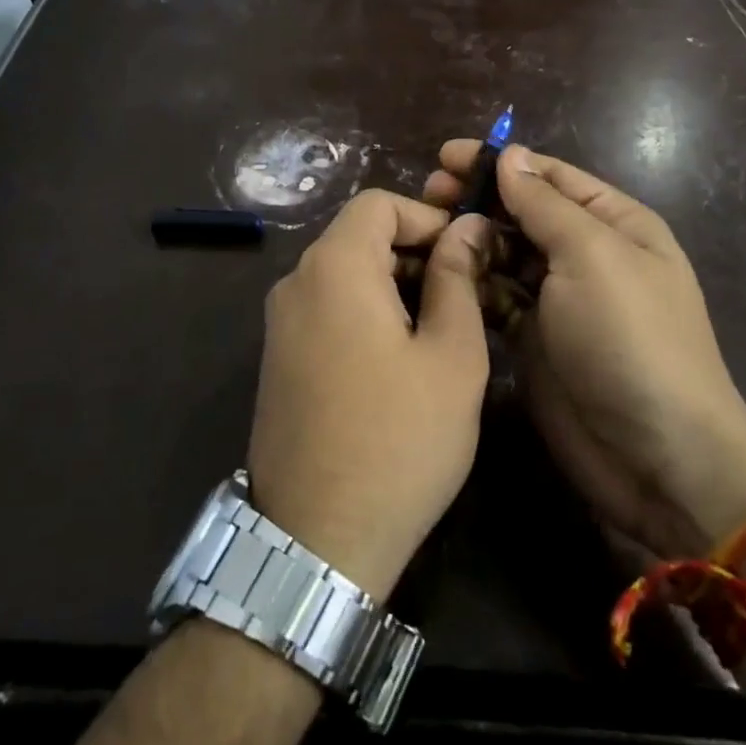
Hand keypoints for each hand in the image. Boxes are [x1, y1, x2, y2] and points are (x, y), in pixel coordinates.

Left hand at [250, 190, 490, 600]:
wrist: (316, 541)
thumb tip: (467, 227)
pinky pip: (328, 307)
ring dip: (395, 283)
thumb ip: (457, 277)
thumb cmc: (399, 440)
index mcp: (334, 266)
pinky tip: (402, 357)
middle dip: (416, 251)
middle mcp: (296, 282)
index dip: (428, 216)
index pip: (379, 203)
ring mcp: (280, 321)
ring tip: (443, 328)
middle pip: (360, 235)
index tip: (467, 253)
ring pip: (346, 272)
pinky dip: (368, 309)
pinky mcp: (278, 356)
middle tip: (467, 292)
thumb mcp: (450, 355)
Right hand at [425, 143, 745, 560]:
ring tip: (423, 229)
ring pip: (504, 253)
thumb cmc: (630, 339)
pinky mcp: (533, 338)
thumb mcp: (592, 257)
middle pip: (523, 212)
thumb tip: (511, 155)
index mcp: (613, 223)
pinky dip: (468, 282)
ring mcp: (558, 299)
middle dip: (478, 198)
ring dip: (468, 238)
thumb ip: (545, 205)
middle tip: (426, 191)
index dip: (501, 161)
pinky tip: (434, 273)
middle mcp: (586, 254)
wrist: (658, 458)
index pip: (550, 176)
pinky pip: (495, 296)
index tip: (446, 155)